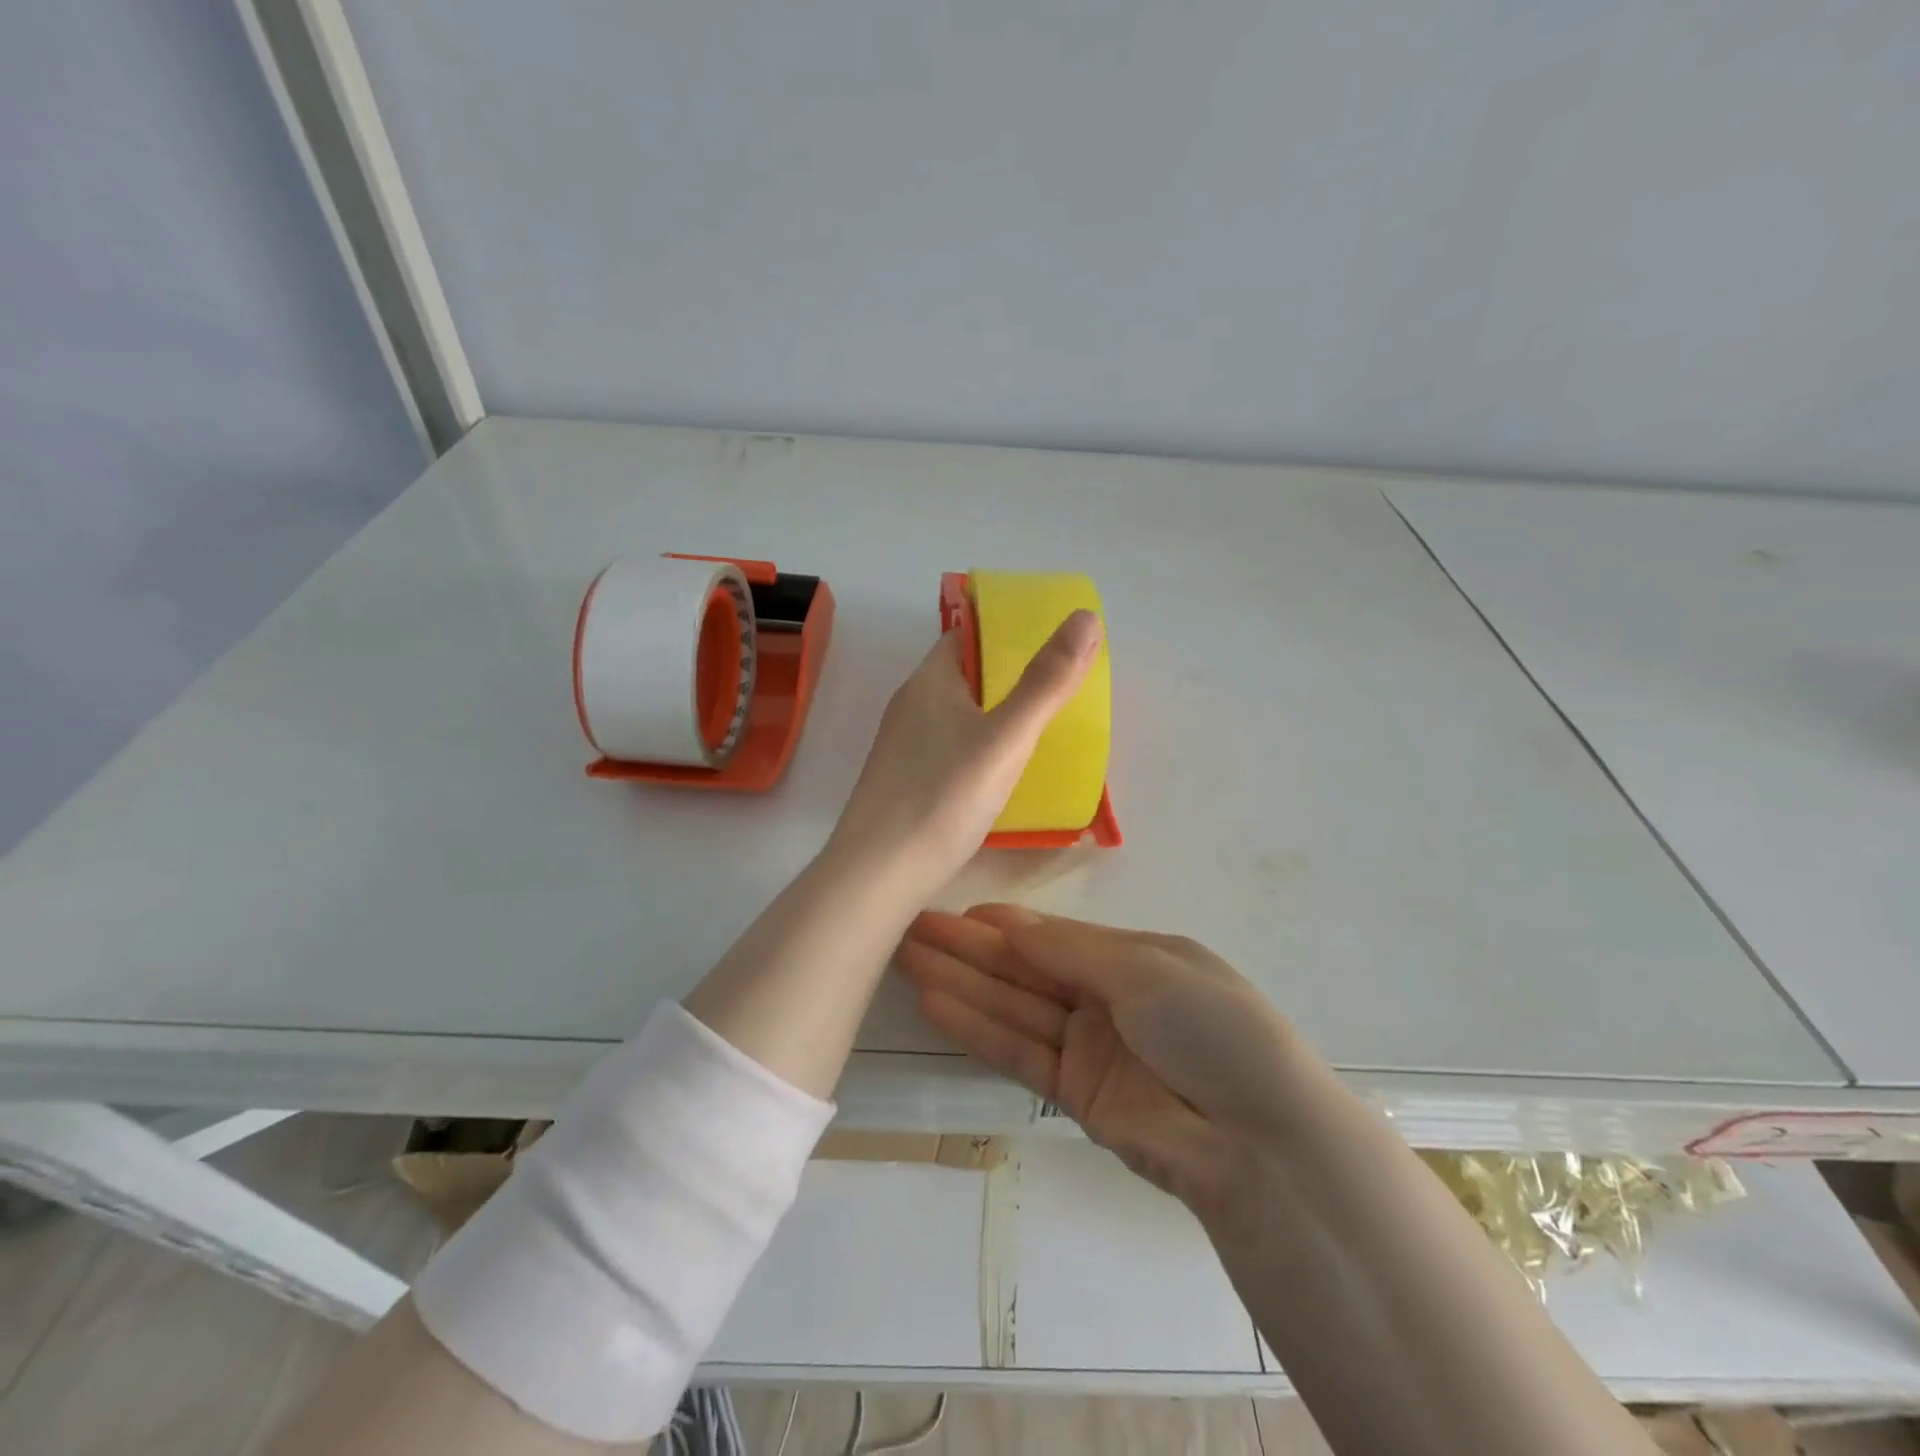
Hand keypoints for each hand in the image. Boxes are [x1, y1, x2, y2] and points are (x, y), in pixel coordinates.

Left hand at [828, 611, 1102, 893]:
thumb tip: (1085, 617)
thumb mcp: (1006, 738)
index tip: (1050, 644)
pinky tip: (1003, 773)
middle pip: (965, 676)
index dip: (1006, 633)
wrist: (879, 875)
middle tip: (1058, 690)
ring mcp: (904, 746)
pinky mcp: (906, 782)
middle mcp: (911, 707)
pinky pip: (951, 749)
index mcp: (929, 682)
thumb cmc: (943, 797)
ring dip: (995, 716)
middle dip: (1009, 678)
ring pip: (958, 716)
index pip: (966, 636)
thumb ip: (1046, 682)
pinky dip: (980, 749)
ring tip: (1041, 730)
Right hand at [896, 907, 1301, 1216]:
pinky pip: (1018, 1051)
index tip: (955, 909)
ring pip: (1012, 1006)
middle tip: (910, 926)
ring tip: (905, 957)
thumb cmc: (1209, 1028)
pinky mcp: (1074, 1095)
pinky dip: (977, 1028)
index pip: (1055, 935)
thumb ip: (1069, 949)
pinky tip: (934, 1002)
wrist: (1258, 1141)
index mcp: (1134, 957)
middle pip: (1026, 967)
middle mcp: (1107, 998)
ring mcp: (1089, 1047)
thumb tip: (1007, 923)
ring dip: (961, 982)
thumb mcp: (1145, 968)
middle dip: (969, 948)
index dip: (1005, 924)